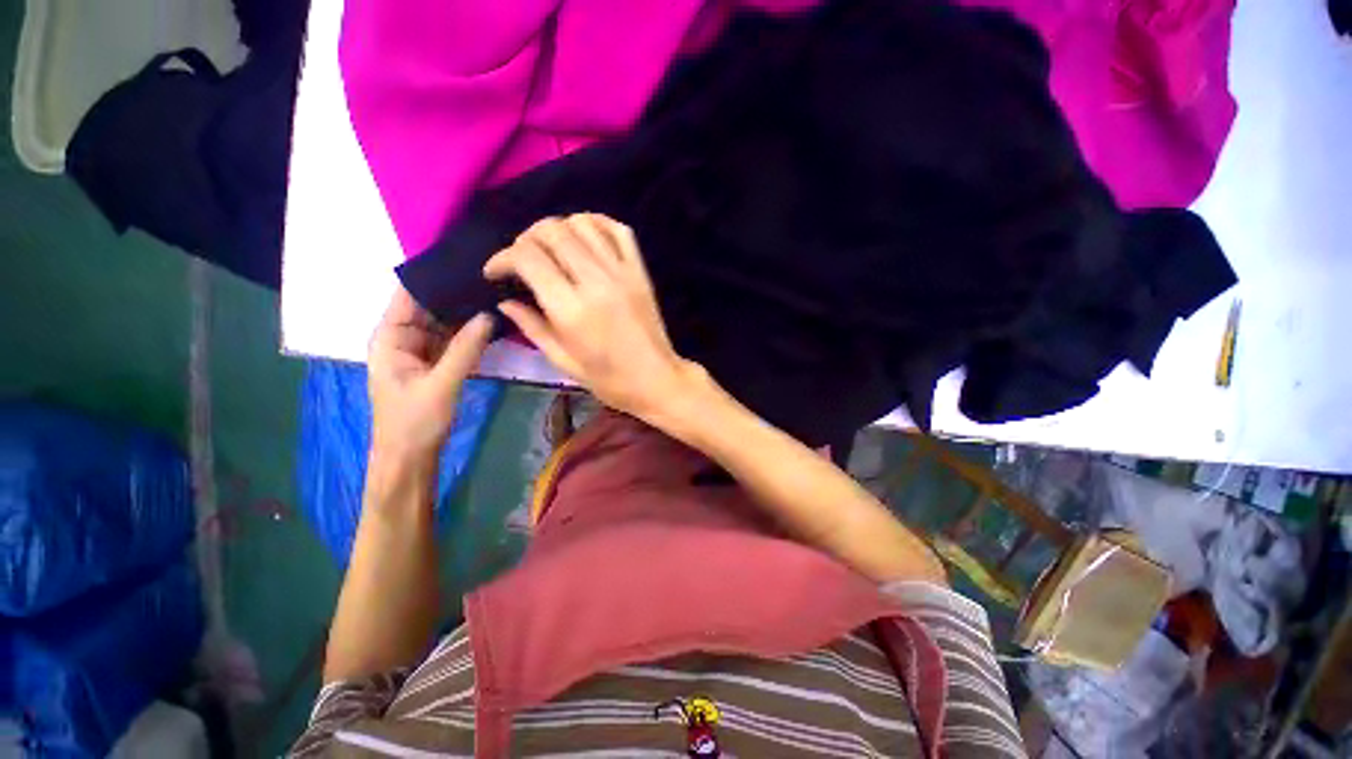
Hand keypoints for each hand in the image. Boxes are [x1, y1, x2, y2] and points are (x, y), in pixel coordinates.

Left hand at [368, 286, 492, 466]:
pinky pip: (455, 340)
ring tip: (494, 290)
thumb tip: (489, 314)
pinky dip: (471, 331)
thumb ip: (466, 349)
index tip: (463, 259)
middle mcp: (404, 338)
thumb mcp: (441, 384)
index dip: (432, 276)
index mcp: (390, 337)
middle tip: (489, 274)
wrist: (410, 459)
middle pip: (430, 306)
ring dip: (466, 311)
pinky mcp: (438, 363)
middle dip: (456, 292)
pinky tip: (491, 319)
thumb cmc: (414, 422)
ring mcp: (423, 351)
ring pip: (445, 323)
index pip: (409, 295)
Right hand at [484, 214, 696, 418]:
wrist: (658, 379)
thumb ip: (532, 327)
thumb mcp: (563, 362)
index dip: (502, 258)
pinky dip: (596, 223)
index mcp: (572, 310)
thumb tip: (505, 302)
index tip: (495, 272)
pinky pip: (619, 230)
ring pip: (583, 224)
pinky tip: (584, 236)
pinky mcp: (640, 271)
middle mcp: (596, 281)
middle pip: (552, 231)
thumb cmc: (609, 380)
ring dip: (558, 228)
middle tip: (521, 259)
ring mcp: (622, 272)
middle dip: (525, 238)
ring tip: (550, 249)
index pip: (528, 258)